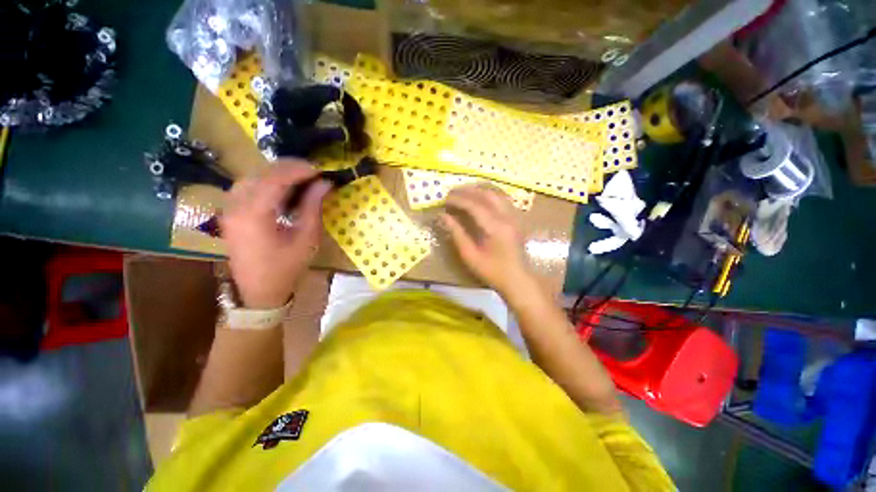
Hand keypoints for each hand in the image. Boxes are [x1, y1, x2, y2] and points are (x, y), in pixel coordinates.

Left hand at [221, 160, 331, 308]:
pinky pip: (246, 187)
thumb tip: (324, 183)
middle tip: (313, 173)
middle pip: (260, 173)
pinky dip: (266, 182)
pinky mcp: (229, 213)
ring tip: (301, 179)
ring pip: (251, 177)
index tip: (319, 170)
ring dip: (276, 173)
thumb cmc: (286, 268)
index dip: (298, 169)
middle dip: (288, 168)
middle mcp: (235, 206)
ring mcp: (228, 209)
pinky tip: (282, 189)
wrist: (258, 291)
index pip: (274, 178)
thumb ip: (313, 207)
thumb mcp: (306, 238)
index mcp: (254, 215)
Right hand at [441, 185, 534, 296]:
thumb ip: (457, 233)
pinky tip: (479, 198)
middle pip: (486, 194)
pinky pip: (502, 199)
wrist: (518, 279)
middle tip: (451, 192)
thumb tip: (443, 216)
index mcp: (496, 227)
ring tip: (463, 192)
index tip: (444, 199)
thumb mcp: (470, 255)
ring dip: (479, 190)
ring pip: (496, 193)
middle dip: (467, 190)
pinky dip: (489, 194)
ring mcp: (514, 216)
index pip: (474, 205)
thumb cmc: (492, 271)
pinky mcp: (516, 218)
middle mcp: (507, 217)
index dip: (458, 200)